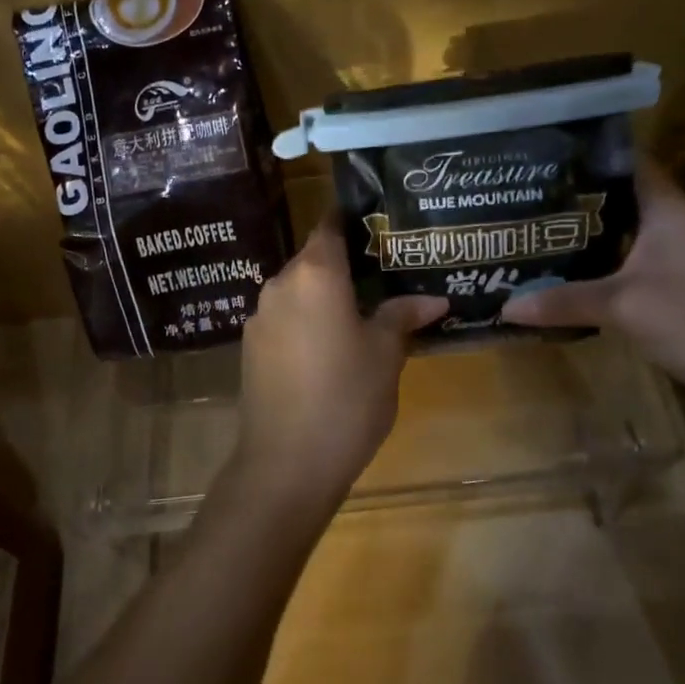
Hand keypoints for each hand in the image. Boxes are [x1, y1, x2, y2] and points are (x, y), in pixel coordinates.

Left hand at [232, 216, 447, 517]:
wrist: (284, 464)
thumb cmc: (346, 398)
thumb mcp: (385, 355)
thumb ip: (402, 316)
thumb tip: (434, 298)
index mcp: (314, 273)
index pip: (331, 224)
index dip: (354, 218)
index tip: (379, 223)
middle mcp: (280, 283)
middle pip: (314, 258)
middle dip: (346, 264)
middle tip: (384, 275)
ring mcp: (260, 316)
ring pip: (299, 291)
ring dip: (326, 296)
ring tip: (361, 313)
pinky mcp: (250, 347)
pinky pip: (285, 319)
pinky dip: (307, 321)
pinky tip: (329, 348)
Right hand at [501, 159, 684, 402]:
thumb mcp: (621, 306)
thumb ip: (562, 301)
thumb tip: (506, 307)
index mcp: (666, 209)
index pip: (626, 161)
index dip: (587, 153)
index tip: (542, 153)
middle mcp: (672, 224)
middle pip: (617, 197)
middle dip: (573, 195)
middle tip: (522, 193)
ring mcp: (675, 255)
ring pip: (620, 231)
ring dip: (583, 231)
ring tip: (533, 228)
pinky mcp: (674, 285)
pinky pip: (626, 260)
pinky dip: (597, 261)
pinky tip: (564, 270)